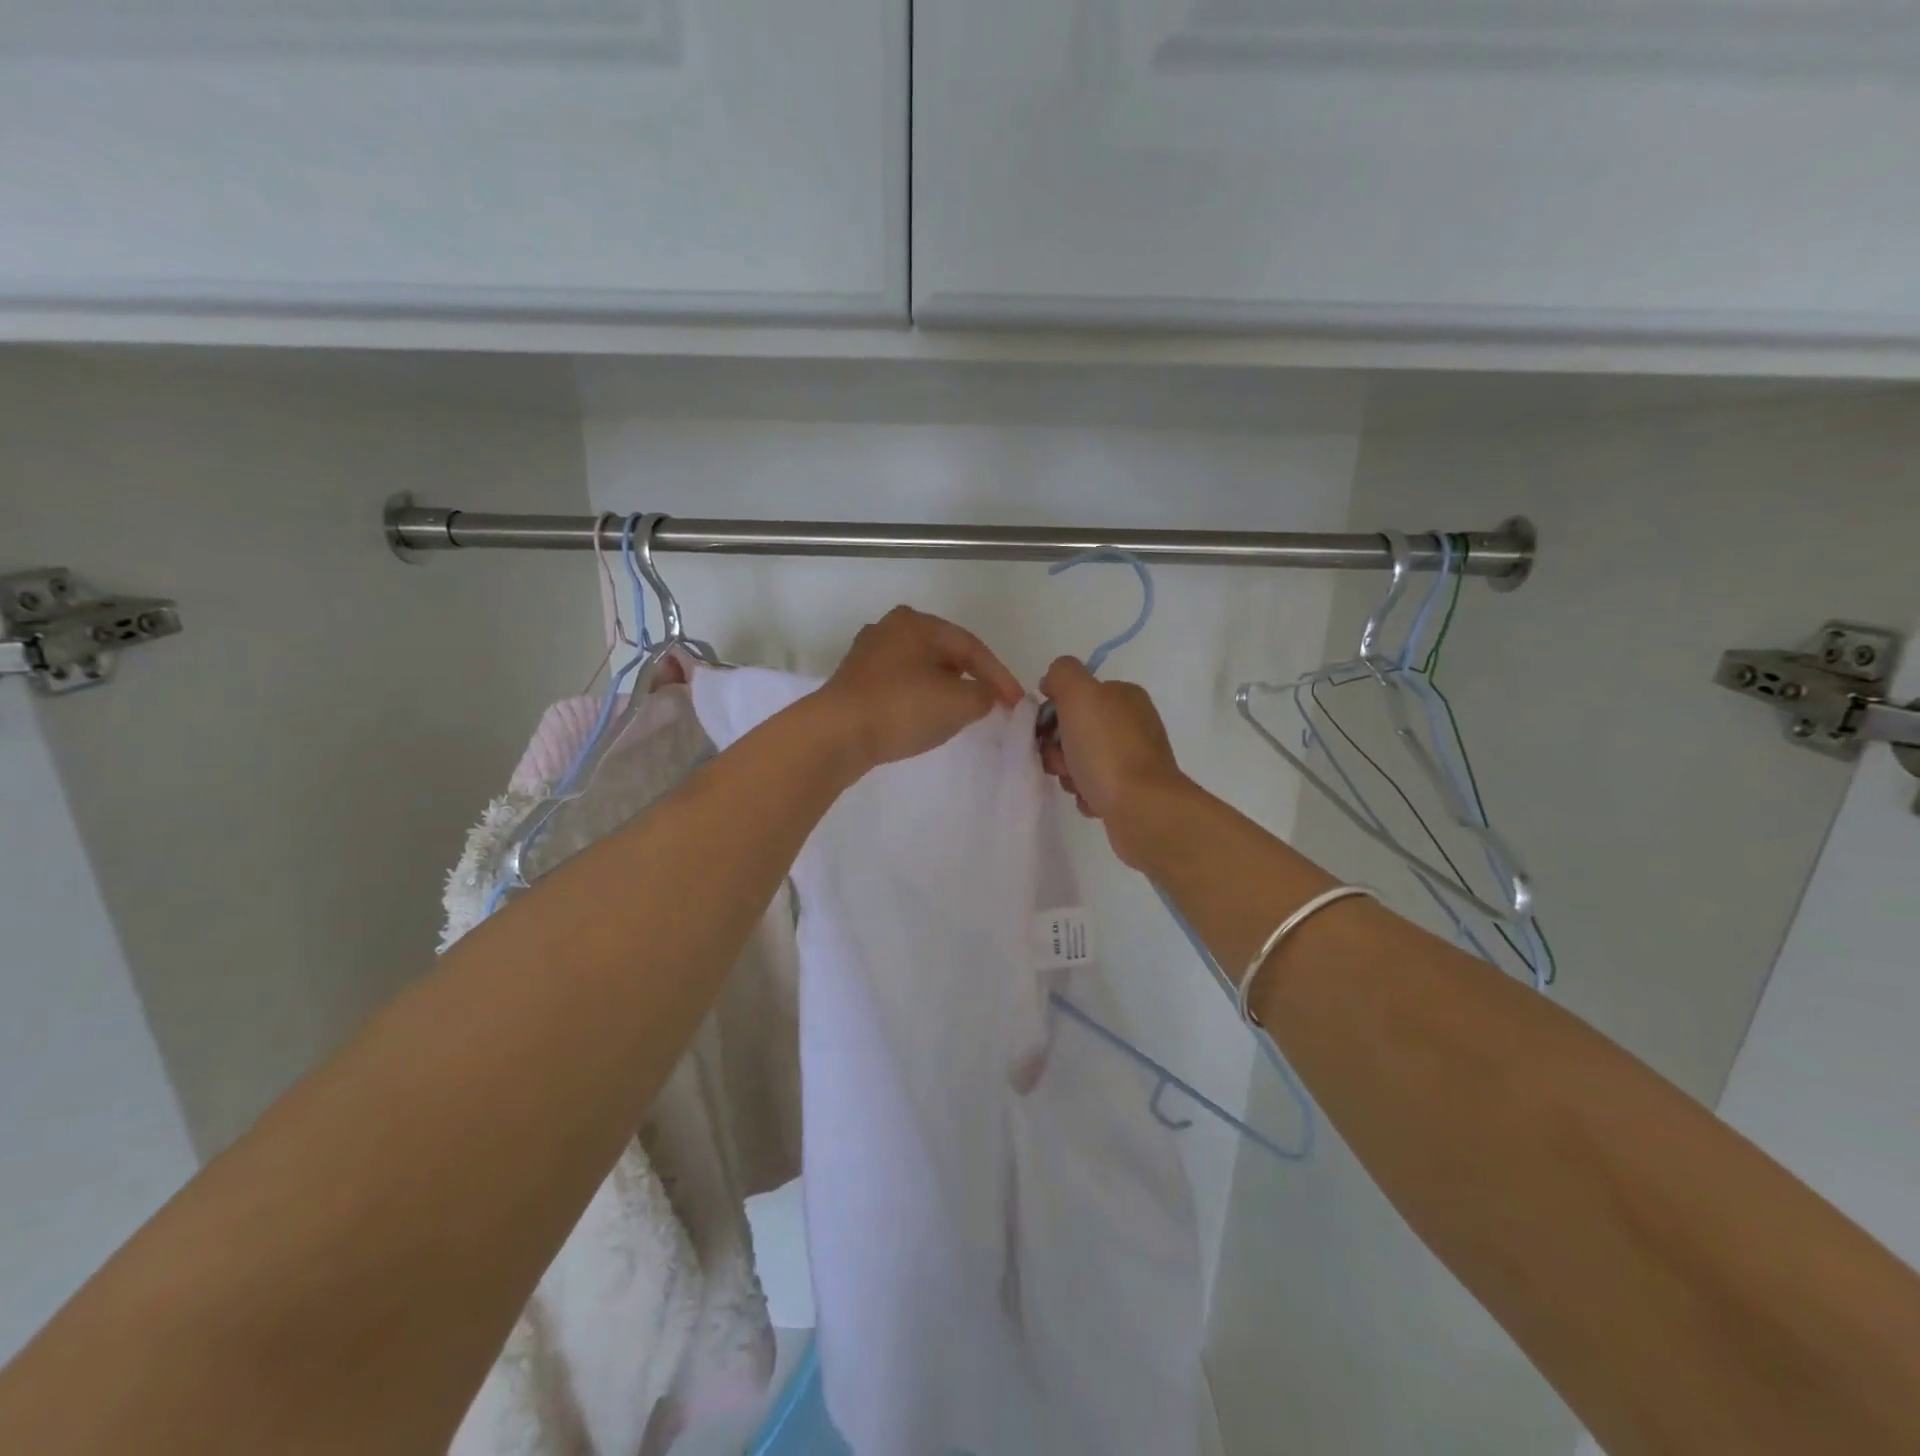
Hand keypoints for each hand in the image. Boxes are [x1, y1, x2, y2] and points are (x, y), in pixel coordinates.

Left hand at [816, 607, 1024, 772]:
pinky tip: (924, 716)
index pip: (972, 647)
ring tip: (962, 711)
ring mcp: (868, 654)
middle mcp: (890, 628)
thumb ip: (984, 695)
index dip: (999, 676)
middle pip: (944, 654)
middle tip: (991, 701)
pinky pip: (900, 685)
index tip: (1016, 703)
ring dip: (944, 688)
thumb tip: (983, 694)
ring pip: (920, 669)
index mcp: (918, 623)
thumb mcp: (960, 703)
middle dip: (971, 678)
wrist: (836, 733)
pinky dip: (919, 697)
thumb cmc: (903, 708)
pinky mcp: (854, 680)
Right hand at [1038, 657, 1191, 867]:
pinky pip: (1094, 787)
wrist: (1142, 809)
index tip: (1047, 732)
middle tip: (1063, 762)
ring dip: (1069, 774)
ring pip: (1080, 760)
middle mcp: (1132, 723)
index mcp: (1124, 696)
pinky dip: (1086, 794)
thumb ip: (1062, 674)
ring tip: (1079, 784)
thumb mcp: (1080, 694)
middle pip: (1075, 730)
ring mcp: (1134, 758)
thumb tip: (1052, 683)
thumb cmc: (1107, 750)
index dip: (1053, 713)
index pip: (1075, 695)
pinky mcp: (1132, 790)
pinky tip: (1093, 800)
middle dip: (1059, 748)